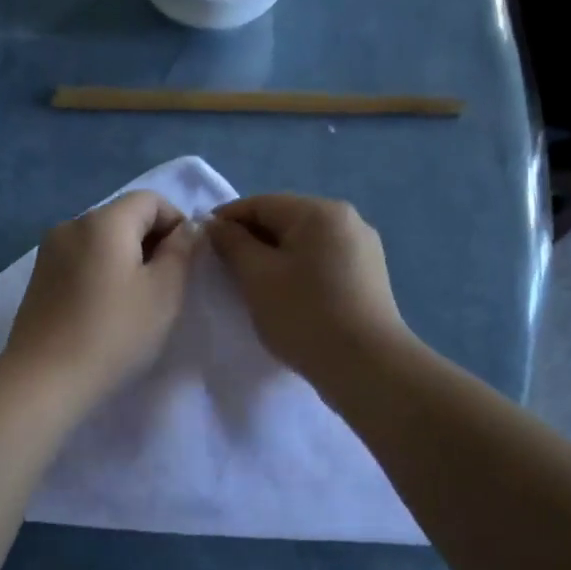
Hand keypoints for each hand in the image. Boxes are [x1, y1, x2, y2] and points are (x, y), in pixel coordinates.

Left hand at [4, 190, 195, 405]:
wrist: (45, 378)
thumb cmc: (114, 333)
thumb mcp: (164, 293)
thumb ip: (181, 252)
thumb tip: (185, 229)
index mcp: (104, 221)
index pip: (150, 199)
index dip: (176, 223)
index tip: (186, 263)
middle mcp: (72, 225)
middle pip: (123, 217)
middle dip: (151, 242)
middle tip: (165, 287)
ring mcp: (49, 252)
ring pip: (101, 241)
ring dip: (126, 260)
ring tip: (135, 303)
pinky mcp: (38, 278)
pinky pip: (80, 261)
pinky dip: (101, 273)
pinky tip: (105, 310)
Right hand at [206, 193, 409, 383]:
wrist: (365, 365)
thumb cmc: (304, 315)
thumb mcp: (257, 277)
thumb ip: (233, 244)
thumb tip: (217, 225)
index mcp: (319, 212)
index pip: (261, 203)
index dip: (226, 219)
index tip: (202, 243)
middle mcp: (347, 220)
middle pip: (285, 220)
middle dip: (251, 239)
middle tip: (224, 268)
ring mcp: (363, 249)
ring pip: (304, 243)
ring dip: (274, 257)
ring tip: (253, 285)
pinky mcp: (369, 277)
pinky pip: (322, 262)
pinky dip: (298, 271)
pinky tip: (287, 296)